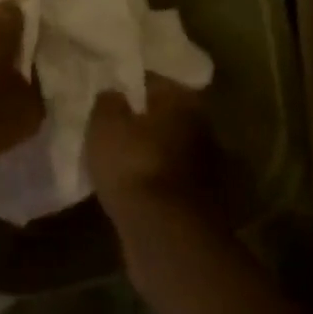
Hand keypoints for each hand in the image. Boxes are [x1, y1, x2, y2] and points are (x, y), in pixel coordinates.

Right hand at [86, 76, 225, 223]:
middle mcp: (202, 127)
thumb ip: (108, 102)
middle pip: (166, 116)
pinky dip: (156, 181)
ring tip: (120, 160)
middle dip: (143, 121)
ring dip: (151, 153)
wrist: (165, 232)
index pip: (152, 81)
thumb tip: (115, 94)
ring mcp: (207, 166)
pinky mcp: (202, 200)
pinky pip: (171, 180)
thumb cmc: (134, 164)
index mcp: (183, 100)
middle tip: (114, 127)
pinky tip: (134, 188)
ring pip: (170, 149)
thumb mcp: (106, 125)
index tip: (109, 94)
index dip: (128, 86)